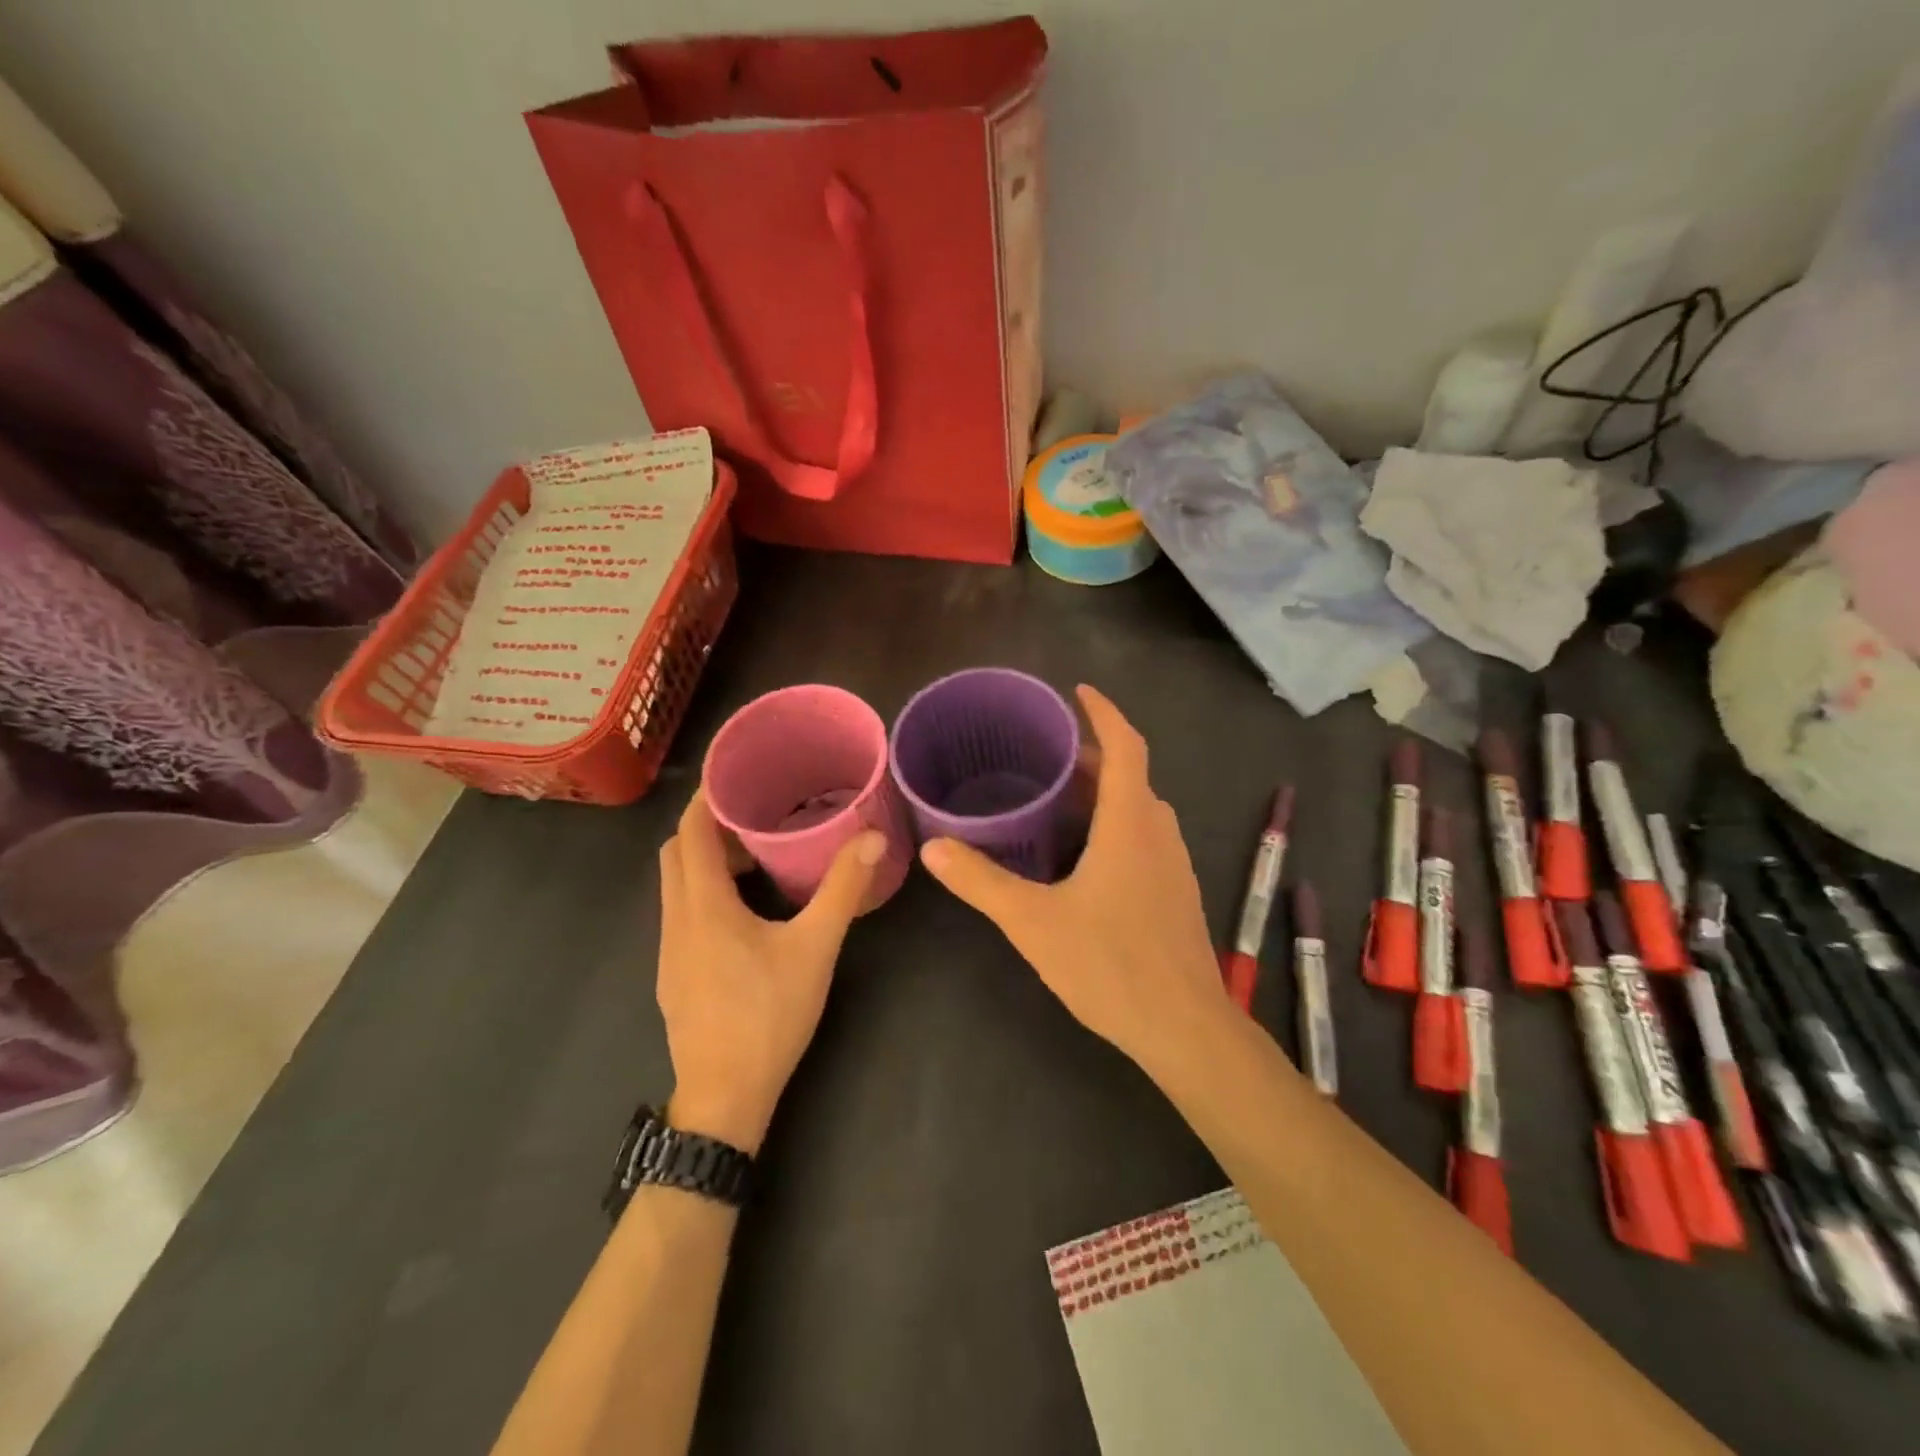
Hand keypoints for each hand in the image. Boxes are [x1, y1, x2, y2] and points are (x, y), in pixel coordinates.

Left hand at [655, 792, 883, 1153]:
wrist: (724, 1099)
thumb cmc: (768, 1016)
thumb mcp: (815, 949)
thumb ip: (843, 890)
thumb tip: (872, 838)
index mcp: (704, 906)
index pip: (691, 833)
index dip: (707, 798)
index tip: (735, 774)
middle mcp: (676, 921)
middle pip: (676, 853)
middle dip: (707, 826)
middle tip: (753, 812)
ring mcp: (669, 951)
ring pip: (675, 885)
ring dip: (705, 860)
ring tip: (753, 854)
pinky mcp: (673, 975)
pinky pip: (681, 913)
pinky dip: (703, 891)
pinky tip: (744, 910)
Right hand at [918, 685, 1231, 1071]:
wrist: (1184, 1027)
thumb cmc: (1110, 964)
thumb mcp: (1033, 922)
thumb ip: (981, 882)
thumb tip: (934, 849)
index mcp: (1130, 823)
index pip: (1126, 746)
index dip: (1104, 712)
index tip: (1077, 692)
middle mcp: (1158, 832)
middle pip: (1130, 774)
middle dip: (1091, 755)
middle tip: (1044, 752)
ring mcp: (1173, 864)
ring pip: (1139, 807)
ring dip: (1105, 791)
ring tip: (1059, 796)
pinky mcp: (1175, 892)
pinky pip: (1144, 836)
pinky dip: (1115, 823)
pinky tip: (1084, 854)